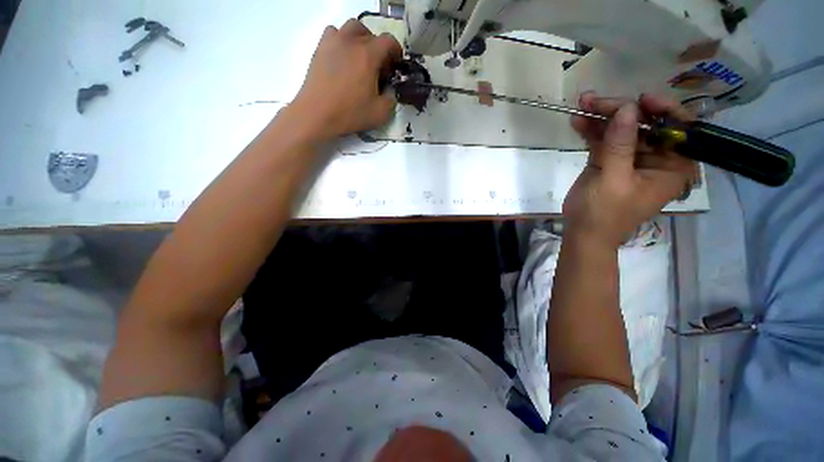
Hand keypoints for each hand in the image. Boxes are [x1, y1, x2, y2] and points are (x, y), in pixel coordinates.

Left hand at [291, 19, 402, 139]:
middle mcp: (351, 41)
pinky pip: (334, 34)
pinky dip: (342, 41)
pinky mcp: (320, 48)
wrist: (317, 114)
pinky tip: (343, 58)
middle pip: (370, 33)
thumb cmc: (350, 113)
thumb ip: (391, 99)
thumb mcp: (381, 113)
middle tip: (378, 65)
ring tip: (360, 59)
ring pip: (351, 28)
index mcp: (369, 55)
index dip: (396, 51)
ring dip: (360, 39)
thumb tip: (389, 89)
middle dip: (378, 47)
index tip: (396, 64)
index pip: (388, 41)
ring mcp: (333, 42)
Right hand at [564, 93, 698, 246]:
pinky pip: (604, 140)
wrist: (583, 232)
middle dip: (620, 111)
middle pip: (644, 124)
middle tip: (594, 101)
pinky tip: (578, 121)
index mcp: (672, 166)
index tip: (639, 99)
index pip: (678, 129)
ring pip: (622, 129)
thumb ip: (620, 146)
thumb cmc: (603, 213)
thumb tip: (626, 108)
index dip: (662, 110)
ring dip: (602, 117)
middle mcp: (657, 158)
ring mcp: (631, 158)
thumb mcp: (613, 181)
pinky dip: (592, 130)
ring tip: (582, 104)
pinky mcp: (610, 160)